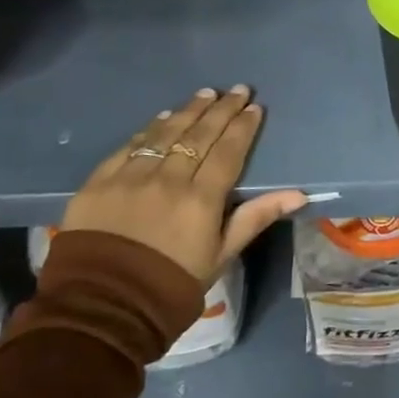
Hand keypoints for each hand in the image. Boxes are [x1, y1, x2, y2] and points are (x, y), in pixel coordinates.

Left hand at [61, 86, 307, 284]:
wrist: (99, 309)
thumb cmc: (171, 285)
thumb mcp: (220, 256)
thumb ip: (255, 217)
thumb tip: (299, 194)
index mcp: (201, 198)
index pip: (229, 151)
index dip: (243, 127)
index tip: (254, 107)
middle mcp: (168, 178)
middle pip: (200, 134)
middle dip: (222, 109)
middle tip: (237, 89)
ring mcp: (131, 177)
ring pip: (166, 133)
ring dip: (189, 110)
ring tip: (205, 93)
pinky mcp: (99, 182)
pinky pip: (130, 146)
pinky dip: (150, 129)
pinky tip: (162, 117)